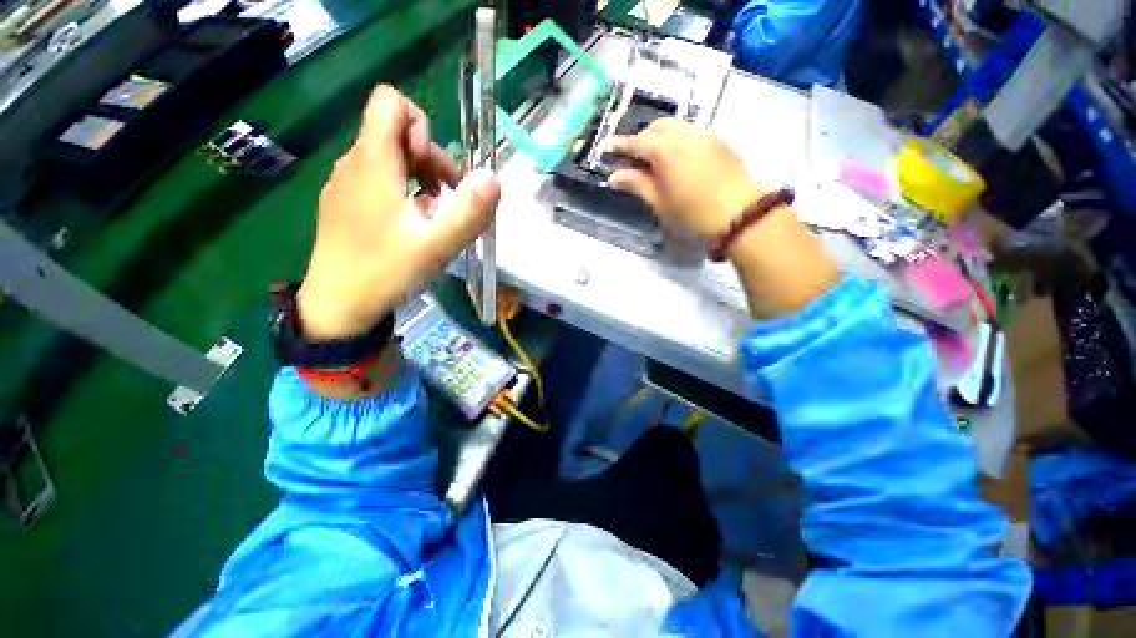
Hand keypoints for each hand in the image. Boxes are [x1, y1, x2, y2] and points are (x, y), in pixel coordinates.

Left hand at [297, 86, 500, 340]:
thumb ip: (468, 212)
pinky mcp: (344, 201)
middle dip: (430, 158)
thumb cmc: (386, 272)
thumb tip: (494, 178)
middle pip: (394, 130)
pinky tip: (411, 222)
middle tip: (446, 198)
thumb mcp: (436, 246)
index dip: (421, 125)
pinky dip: (402, 189)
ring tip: (432, 212)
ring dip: (419, 175)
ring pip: (387, 155)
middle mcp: (354, 162)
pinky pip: (377, 177)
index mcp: (373, 162)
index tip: (433, 169)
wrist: (338, 305)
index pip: (390, 102)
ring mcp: (345, 182)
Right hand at [612, 118, 839, 318]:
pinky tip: (678, 161)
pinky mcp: (719, 143)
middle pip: (657, 127)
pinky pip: (692, 134)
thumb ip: (637, 185)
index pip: (637, 142)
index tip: (606, 147)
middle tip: (633, 158)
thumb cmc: (693, 214)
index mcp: (666, 150)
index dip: (620, 145)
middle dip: (642, 138)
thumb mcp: (660, 203)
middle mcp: (685, 135)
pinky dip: (678, 141)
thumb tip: (614, 177)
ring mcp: (705, 136)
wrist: (740, 214)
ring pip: (677, 127)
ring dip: (660, 137)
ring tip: (655, 159)